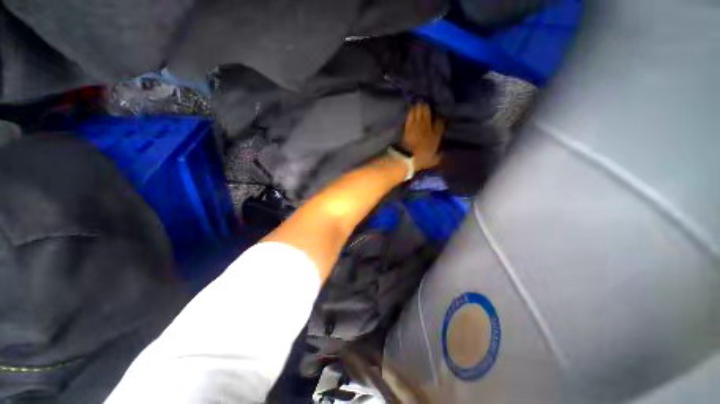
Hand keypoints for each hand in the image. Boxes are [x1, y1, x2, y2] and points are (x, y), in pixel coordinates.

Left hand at [402, 103, 444, 170]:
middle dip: (428, 108)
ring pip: (419, 112)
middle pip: (429, 113)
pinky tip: (411, 108)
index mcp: (436, 136)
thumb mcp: (433, 160)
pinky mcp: (408, 126)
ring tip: (420, 103)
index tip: (439, 118)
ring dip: (420, 107)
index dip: (440, 119)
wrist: (408, 158)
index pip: (440, 123)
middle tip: (427, 104)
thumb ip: (439, 156)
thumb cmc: (422, 160)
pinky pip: (410, 116)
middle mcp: (427, 128)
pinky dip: (411, 111)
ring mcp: (417, 125)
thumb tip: (442, 154)